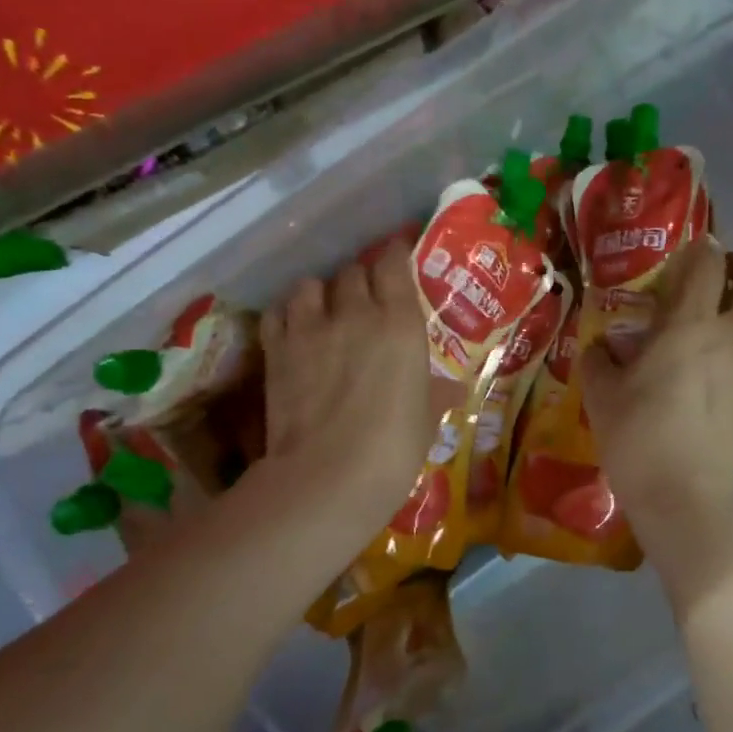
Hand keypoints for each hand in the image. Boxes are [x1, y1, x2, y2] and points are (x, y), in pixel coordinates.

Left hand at [253, 241, 441, 542]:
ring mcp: (311, 328)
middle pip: (353, 272)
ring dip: (320, 292)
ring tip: (324, 311)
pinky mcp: (277, 349)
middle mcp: (355, 313)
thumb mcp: (426, 421)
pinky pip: (278, 312)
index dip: (395, 255)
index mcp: (400, 323)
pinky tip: (293, 329)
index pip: (393, 263)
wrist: (329, 476)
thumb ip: (437, 395)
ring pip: (311, 284)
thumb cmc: (394, 449)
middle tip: (365, 299)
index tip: (397, 258)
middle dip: (360, 280)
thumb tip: (455, 389)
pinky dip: (287, 314)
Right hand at [581, 241, 732, 588]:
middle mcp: (732, 336)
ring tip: (726, 306)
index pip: (708, 264)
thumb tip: (603, 347)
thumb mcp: (601, 395)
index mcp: (690, 327)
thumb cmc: (638, 438)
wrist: (685, 496)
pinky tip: (723, 352)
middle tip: (720, 270)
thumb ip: (599, 360)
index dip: (700, 249)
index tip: (687, 251)